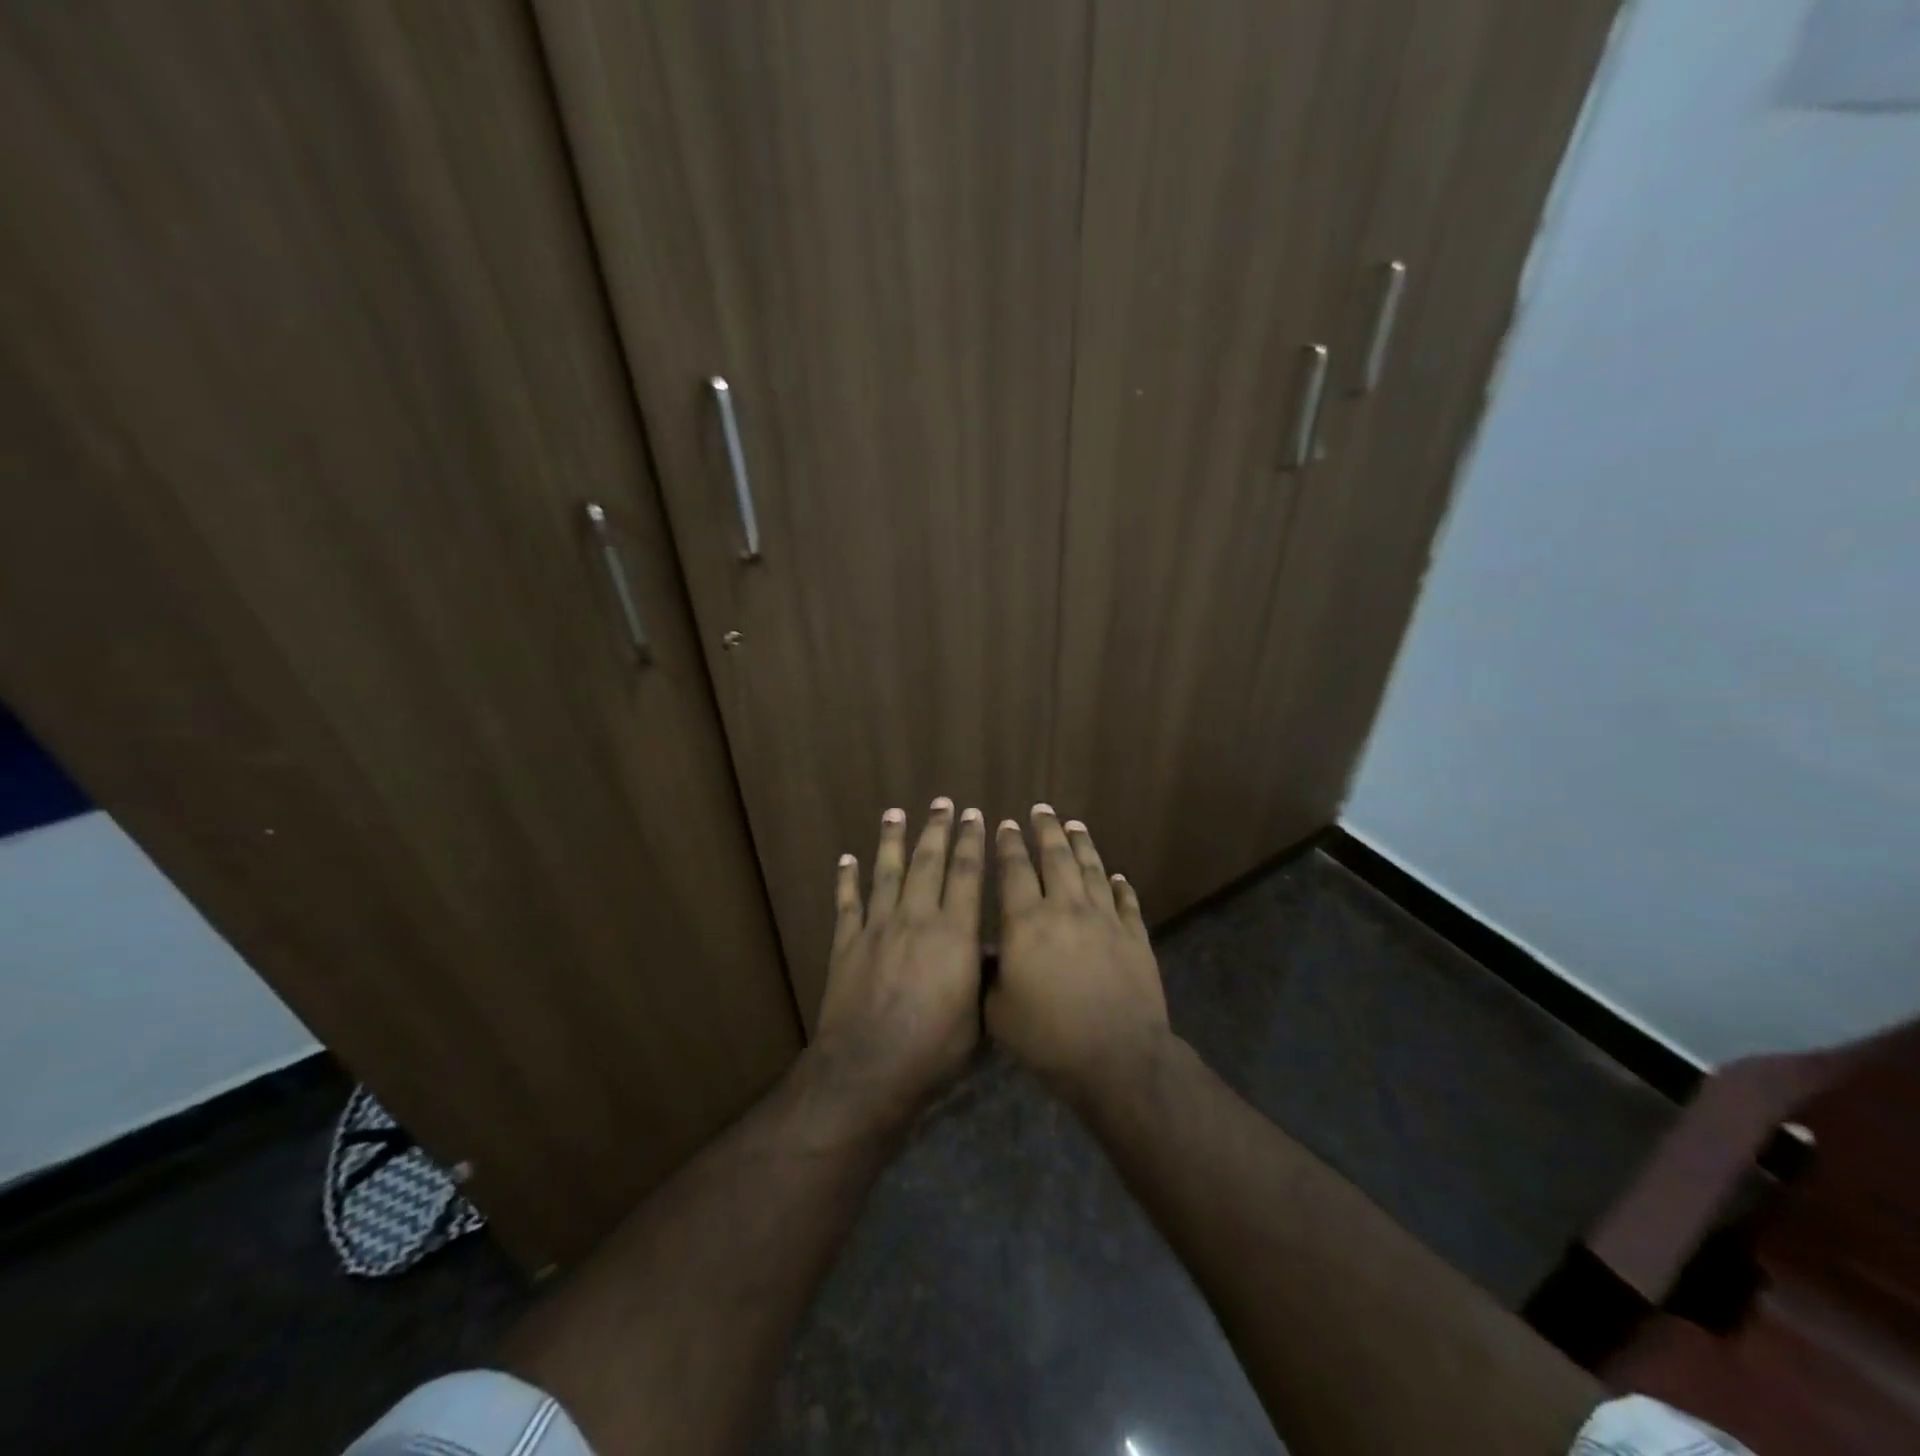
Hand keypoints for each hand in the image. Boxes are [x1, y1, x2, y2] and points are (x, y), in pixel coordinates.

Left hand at [810, 798, 985, 1126]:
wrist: (869, 1067)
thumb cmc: (933, 1048)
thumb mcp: (977, 1015)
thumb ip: (983, 975)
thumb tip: (992, 948)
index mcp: (953, 933)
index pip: (966, 875)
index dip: (972, 842)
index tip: (975, 815)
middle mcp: (916, 919)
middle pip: (928, 863)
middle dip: (937, 830)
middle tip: (942, 802)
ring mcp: (877, 927)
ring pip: (886, 873)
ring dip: (891, 840)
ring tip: (894, 813)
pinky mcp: (847, 943)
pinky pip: (847, 903)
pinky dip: (846, 879)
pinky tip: (846, 858)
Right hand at [987, 805, 1169, 1101]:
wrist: (1116, 1057)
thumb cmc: (1047, 1037)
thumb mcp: (998, 1011)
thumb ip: (988, 975)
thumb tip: (984, 952)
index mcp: (1027, 922)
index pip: (1014, 870)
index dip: (1008, 845)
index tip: (1005, 824)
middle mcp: (1065, 908)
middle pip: (1056, 858)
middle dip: (1046, 830)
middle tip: (1041, 809)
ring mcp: (1105, 919)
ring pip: (1091, 870)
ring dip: (1082, 845)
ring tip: (1074, 825)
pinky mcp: (1135, 936)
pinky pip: (1126, 901)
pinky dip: (1120, 886)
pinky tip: (1117, 876)